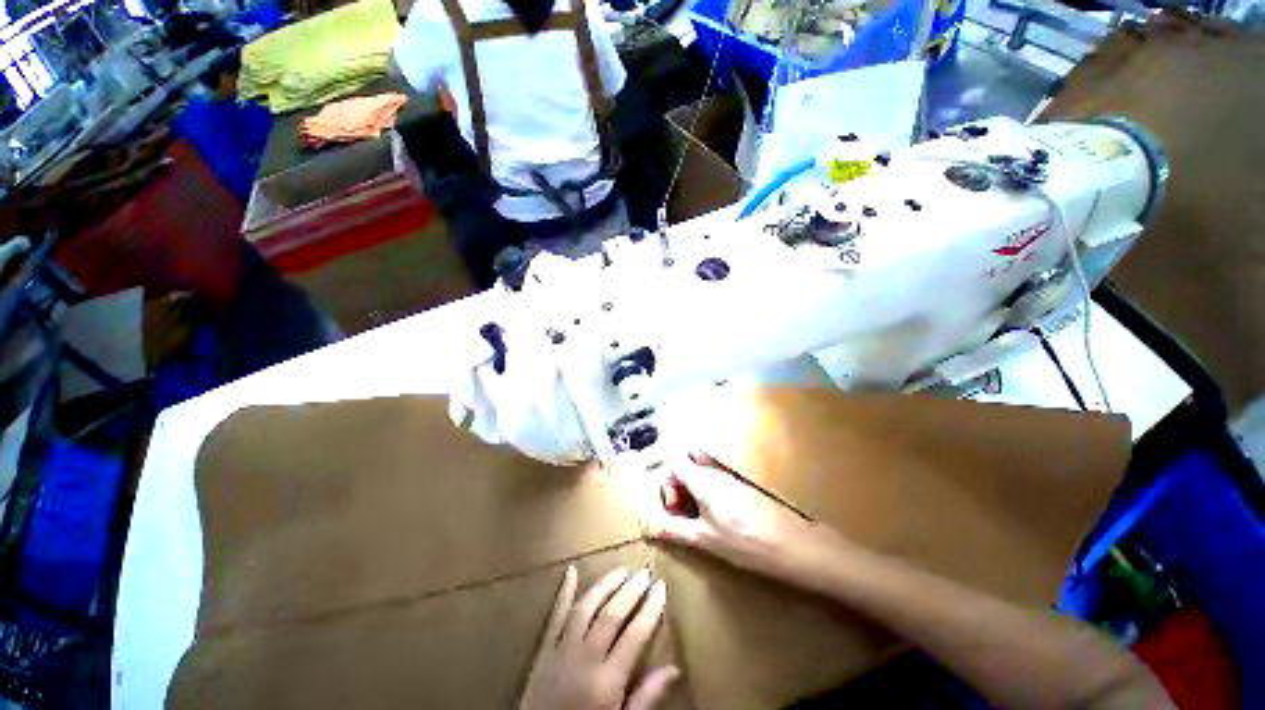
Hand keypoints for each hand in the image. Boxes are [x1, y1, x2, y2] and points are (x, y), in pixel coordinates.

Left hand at [520, 566, 677, 709]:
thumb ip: (646, 698)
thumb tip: (674, 669)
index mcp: (606, 682)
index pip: (634, 635)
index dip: (650, 609)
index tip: (661, 587)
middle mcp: (584, 659)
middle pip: (611, 615)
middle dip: (630, 591)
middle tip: (644, 573)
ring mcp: (560, 651)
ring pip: (585, 608)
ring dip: (604, 586)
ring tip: (621, 571)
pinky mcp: (543, 652)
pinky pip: (554, 617)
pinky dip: (563, 593)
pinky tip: (570, 571)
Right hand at [643, 454, 854, 594]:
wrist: (794, 546)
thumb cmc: (745, 543)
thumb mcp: (705, 540)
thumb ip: (673, 530)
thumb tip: (645, 526)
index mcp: (702, 480)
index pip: (674, 464)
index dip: (667, 484)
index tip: (673, 509)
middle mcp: (715, 472)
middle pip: (688, 465)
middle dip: (679, 485)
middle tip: (683, 511)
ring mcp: (732, 478)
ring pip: (703, 472)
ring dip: (694, 490)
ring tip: (699, 518)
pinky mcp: (744, 487)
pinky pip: (718, 480)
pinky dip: (709, 493)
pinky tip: (719, 518)